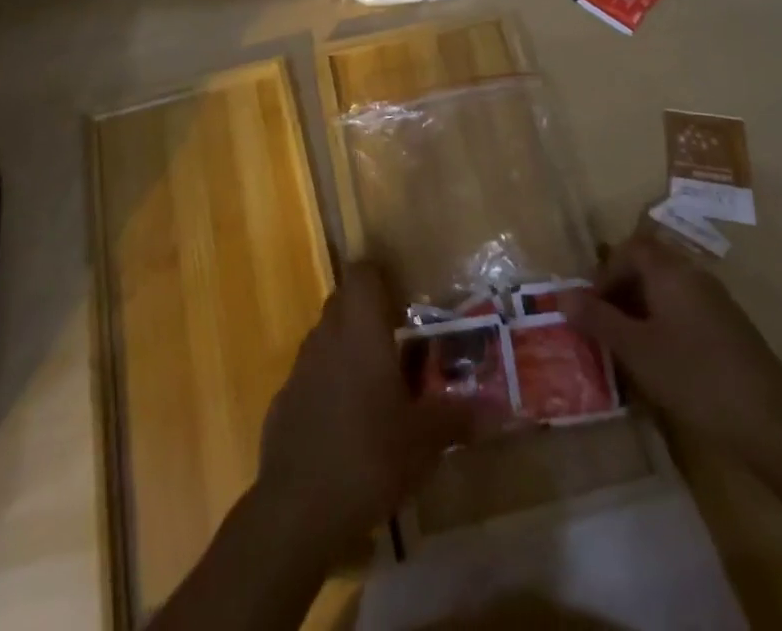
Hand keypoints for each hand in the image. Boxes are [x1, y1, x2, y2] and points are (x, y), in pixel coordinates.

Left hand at [255, 261, 482, 562]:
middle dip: (370, 314)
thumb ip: (458, 417)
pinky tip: (348, 425)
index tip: (405, 297)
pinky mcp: (284, 401)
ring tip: (380, 385)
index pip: (363, 272)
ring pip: (327, 338)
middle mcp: (327, 335)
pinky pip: (312, 376)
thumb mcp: (425, 440)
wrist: (296, 509)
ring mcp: (300, 367)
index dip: (381, 276)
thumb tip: (498, 409)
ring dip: (350, 350)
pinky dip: (330, 386)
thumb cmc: (369, 455)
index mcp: (361, 328)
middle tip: (402, 340)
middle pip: (344, 302)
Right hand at [561, 229, 781, 453]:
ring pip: (666, 290)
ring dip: (640, 310)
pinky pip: (684, 310)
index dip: (605, 271)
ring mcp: (716, 302)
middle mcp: (694, 276)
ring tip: (625, 346)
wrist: (773, 424)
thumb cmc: (695, 378)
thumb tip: (561, 295)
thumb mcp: (636, 350)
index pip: (630, 248)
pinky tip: (660, 362)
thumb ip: (597, 319)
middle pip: (648, 265)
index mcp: (671, 272)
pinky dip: (663, 324)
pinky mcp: (729, 329)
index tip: (591, 306)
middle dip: (620, 291)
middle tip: (602, 326)